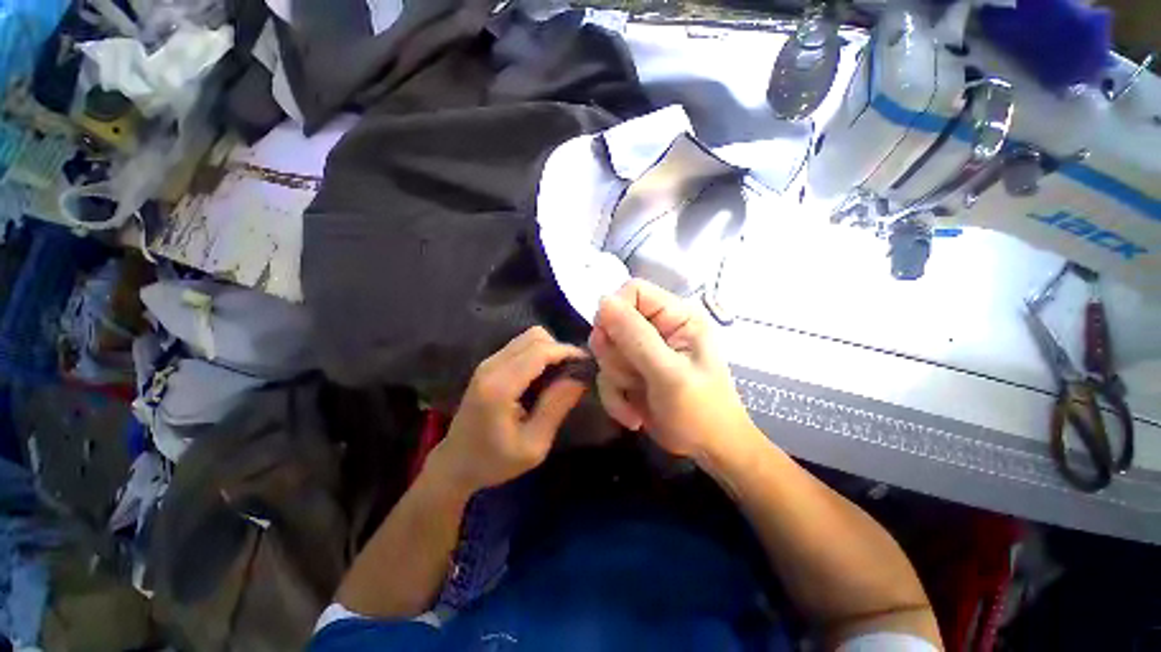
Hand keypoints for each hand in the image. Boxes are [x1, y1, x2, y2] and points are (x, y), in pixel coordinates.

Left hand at [428, 327, 588, 494]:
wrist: (456, 463)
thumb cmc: (495, 461)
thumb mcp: (533, 445)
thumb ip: (556, 407)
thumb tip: (579, 377)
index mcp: (500, 387)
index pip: (539, 352)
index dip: (567, 351)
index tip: (588, 363)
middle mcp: (492, 366)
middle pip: (534, 337)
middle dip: (560, 348)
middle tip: (575, 371)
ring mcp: (488, 363)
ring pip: (528, 337)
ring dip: (549, 349)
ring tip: (561, 373)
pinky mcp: (489, 364)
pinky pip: (520, 346)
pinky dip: (538, 352)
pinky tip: (545, 374)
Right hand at [589, 280, 753, 459]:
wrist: (708, 450)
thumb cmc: (701, 410)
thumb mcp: (669, 374)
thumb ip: (636, 337)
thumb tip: (603, 301)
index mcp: (675, 317)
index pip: (633, 291)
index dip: (615, 311)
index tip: (610, 340)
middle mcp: (657, 328)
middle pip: (612, 322)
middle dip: (616, 355)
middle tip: (633, 376)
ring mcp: (642, 351)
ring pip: (606, 350)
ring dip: (616, 379)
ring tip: (639, 395)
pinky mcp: (631, 371)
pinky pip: (606, 374)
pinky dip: (614, 397)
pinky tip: (633, 414)